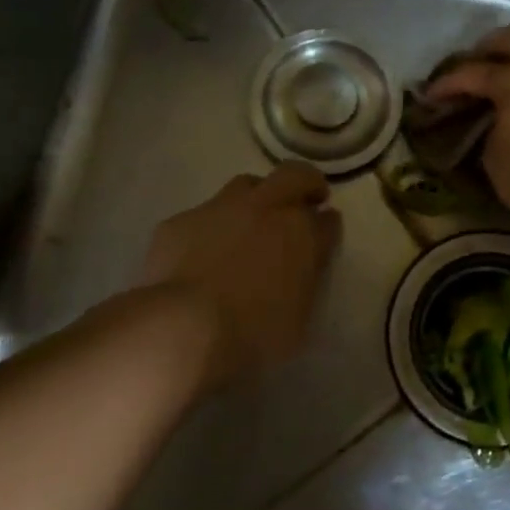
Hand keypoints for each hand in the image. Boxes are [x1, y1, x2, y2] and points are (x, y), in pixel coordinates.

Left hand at [135, 163, 342, 387]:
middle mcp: (266, 209)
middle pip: (296, 175)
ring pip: (247, 184)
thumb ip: (305, 281)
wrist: (182, 327)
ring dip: (257, 196)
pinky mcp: (182, 220)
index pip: (327, 220)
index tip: (326, 231)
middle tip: (304, 201)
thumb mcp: (299, 318)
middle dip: (305, 183)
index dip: (328, 224)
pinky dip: (212, 226)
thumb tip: (303, 265)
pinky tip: (203, 250)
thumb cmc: (252, 333)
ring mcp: (221, 209)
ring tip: (251, 222)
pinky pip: (204, 213)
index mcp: (302, 235)